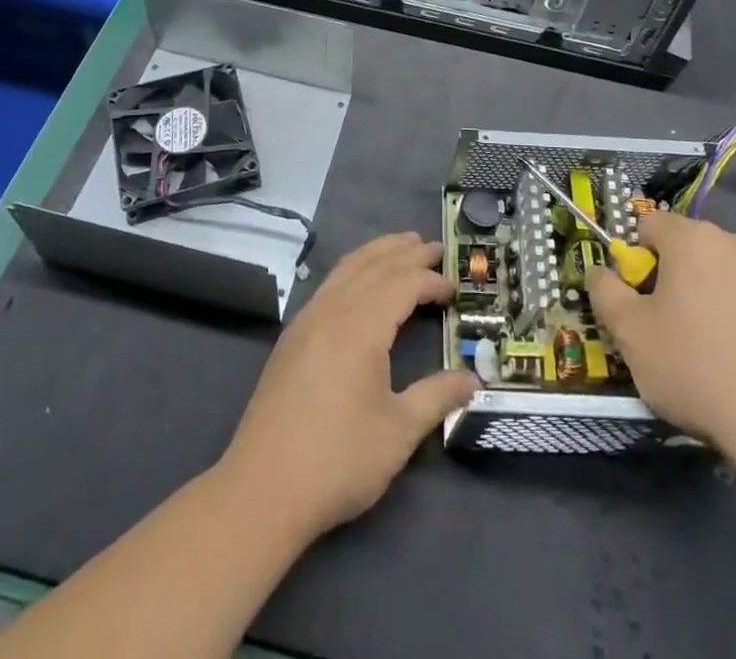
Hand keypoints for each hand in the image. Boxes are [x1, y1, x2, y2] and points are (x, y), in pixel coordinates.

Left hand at [220, 232, 478, 538]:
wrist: (261, 490)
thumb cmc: (337, 460)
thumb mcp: (398, 432)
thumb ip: (437, 397)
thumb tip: (473, 381)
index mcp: (360, 326)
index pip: (402, 284)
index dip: (430, 280)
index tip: (455, 287)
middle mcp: (332, 310)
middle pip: (374, 265)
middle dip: (406, 253)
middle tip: (435, 247)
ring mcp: (307, 320)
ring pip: (347, 268)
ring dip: (377, 252)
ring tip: (402, 245)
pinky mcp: (291, 337)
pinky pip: (329, 284)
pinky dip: (353, 269)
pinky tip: (360, 280)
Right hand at [585, 211, 735, 469]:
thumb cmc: (696, 370)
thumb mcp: (630, 335)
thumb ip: (605, 292)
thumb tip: (600, 272)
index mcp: (692, 239)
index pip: (649, 225)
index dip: (635, 259)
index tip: (639, 300)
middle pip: (690, 248)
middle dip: (675, 278)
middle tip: (671, 328)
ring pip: (726, 273)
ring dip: (712, 295)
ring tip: (712, 349)